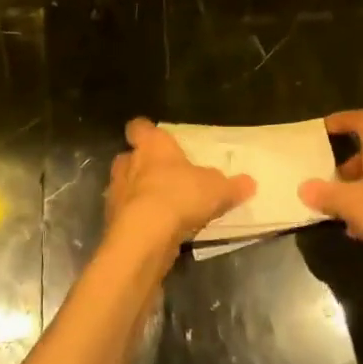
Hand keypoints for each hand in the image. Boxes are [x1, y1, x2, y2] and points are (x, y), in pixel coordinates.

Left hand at [106, 118, 255, 258]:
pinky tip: (155, 229)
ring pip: (125, 186)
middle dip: (142, 165)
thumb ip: (232, 185)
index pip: (139, 127)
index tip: (155, 137)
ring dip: (138, 193)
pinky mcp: (112, 221)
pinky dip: (137, 219)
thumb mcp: (217, 190)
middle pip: (129, 157)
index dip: (146, 131)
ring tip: (161, 206)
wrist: (145, 236)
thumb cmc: (180, 196)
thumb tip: (250, 183)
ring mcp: (116, 192)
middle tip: (164, 176)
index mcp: (152, 145)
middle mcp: (128, 163)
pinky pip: (126, 214)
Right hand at [298, 110, 362, 265]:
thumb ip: (325, 194)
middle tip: (329, 176)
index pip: (362, 119)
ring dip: (359, 185)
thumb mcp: (351, 203)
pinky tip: (361, 226)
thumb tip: (304, 188)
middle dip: (347, 162)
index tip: (324, 128)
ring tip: (341, 205)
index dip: (342, 120)